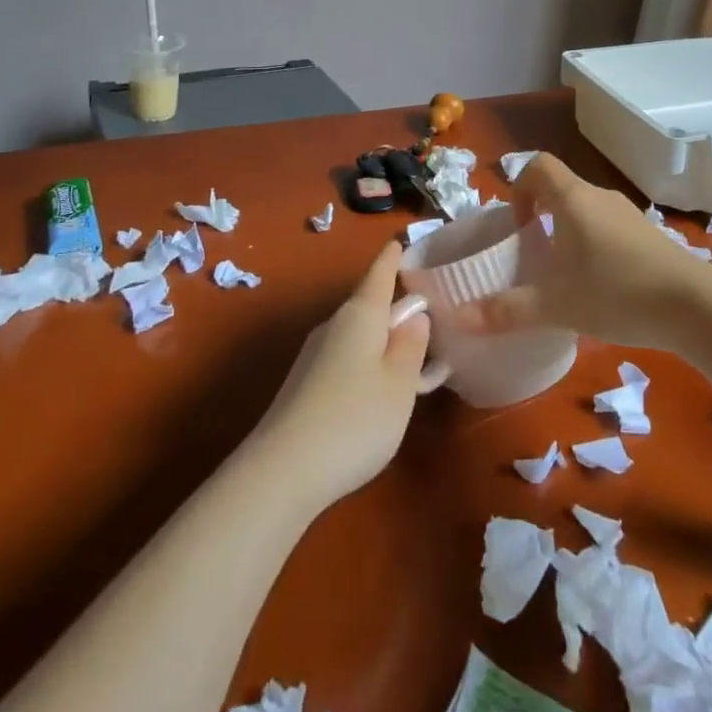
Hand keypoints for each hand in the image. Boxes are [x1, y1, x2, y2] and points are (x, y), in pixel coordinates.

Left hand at [251, 241, 431, 509]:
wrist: (282, 472)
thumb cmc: (355, 418)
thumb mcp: (400, 383)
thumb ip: (412, 345)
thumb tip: (414, 314)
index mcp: (360, 314)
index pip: (379, 273)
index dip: (392, 257)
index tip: (401, 240)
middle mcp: (333, 325)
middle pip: (369, 306)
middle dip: (395, 310)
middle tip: (428, 323)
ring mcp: (314, 355)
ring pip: (358, 336)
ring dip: (382, 343)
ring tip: (411, 369)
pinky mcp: (304, 385)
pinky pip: (345, 360)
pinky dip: (367, 366)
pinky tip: (377, 398)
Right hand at [455, 152, 711, 348]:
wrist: (695, 306)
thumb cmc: (617, 292)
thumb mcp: (556, 305)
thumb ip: (507, 311)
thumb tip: (459, 317)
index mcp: (573, 199)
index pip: (538, 165)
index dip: (519, 187)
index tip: (518, 226)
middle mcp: (600, 197)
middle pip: (561, 188)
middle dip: (541, 215)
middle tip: (533, 255)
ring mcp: (629, 214)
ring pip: (586, 210)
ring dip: (568, 231)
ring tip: (564, 274)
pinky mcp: (649, 235)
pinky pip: (609, 227)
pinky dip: (595, 244)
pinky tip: (600, 285)